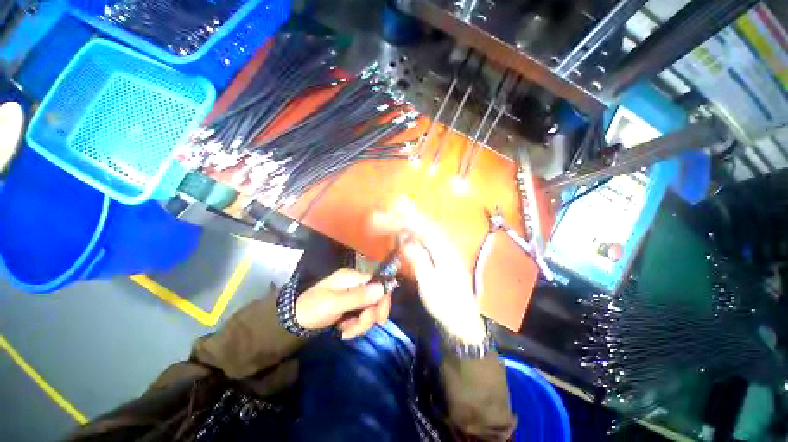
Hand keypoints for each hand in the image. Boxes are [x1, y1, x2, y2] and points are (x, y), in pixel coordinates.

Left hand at [295, 268, 390, 339]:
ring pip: (369, 309)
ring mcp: (352, 296)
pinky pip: (361, 316)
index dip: (382, 299)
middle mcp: (355, 284)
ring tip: (346, 332)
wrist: (293, 321)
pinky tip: (344, 332)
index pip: (377, 283)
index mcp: (352, 277)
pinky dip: (355, 327)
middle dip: (369, 316)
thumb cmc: (313, 308)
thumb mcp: (335, 303)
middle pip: (375, 298)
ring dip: (361, 324)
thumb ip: (359, 296)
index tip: (380, 318)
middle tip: (358, 327)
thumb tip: (382, 288)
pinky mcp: (349, 307)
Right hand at [373, 197, 486, 343]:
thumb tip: (406, 242)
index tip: (394, 206)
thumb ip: (419, 262)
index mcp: (444, 252)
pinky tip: (410, 229)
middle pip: (426, 225)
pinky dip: (417, 230)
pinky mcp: (443, 255)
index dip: (407, 217)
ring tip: (399, 209)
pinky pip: (429, 237)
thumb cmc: (446, 305)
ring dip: (412, 219)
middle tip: (394, 202)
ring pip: (428, 229)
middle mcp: (446, 246)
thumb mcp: (430, 287)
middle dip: (408, 214)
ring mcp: (446, 250)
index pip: (423, 229)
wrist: (464, 319)